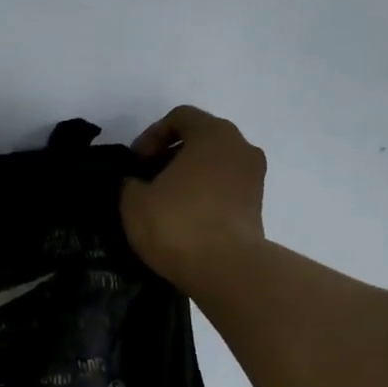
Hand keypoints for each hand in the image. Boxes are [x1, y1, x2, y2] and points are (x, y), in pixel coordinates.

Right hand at [120, 106, 267, 293]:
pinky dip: (204, 198)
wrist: (225, 269)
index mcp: (214, 133)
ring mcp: (254, 178)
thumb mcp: (134, 200)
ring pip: (214, 166)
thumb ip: (131, 182)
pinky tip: (184, 222)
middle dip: (171, 157)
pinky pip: (224, 190)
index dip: (151, 136)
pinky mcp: (257, 207)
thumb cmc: (177, 223)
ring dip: (189, 179)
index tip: (135, 165)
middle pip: (201, 140)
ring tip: (164, 205)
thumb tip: (137, 183)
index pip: (180, 117)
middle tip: (147, 183)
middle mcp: (241, 147)